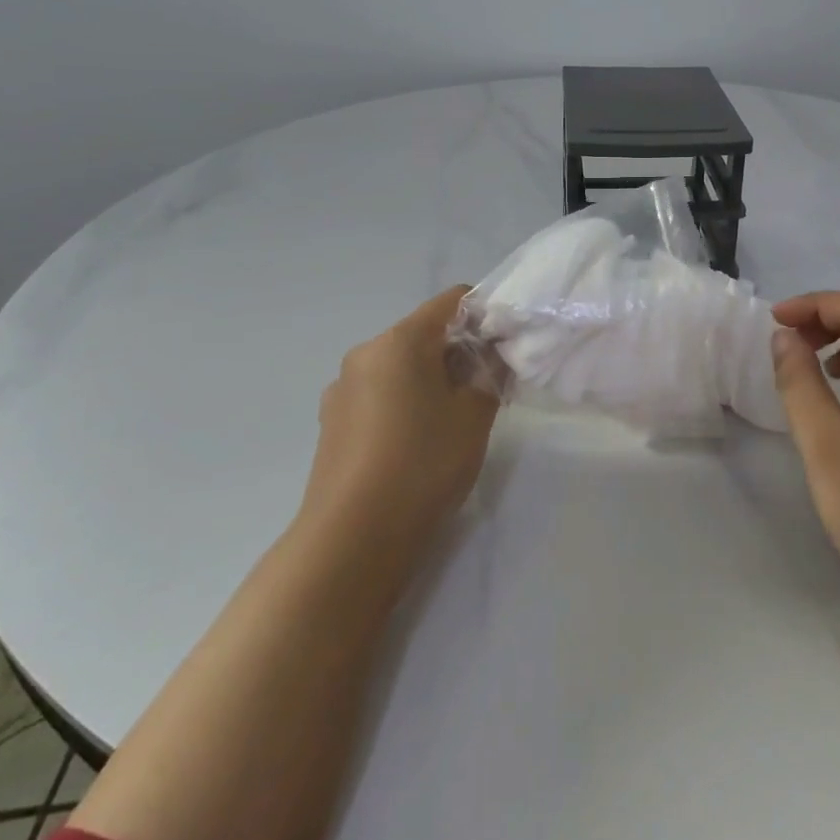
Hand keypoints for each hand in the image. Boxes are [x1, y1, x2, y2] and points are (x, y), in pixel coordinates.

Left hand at [300, 285, 499, 588]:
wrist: (353, 538)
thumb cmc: (423, 463)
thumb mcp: (475, 415)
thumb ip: (491, 373)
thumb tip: (494, 354)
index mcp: (399, 340)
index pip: (452, 301)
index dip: (486, 315)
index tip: (506, 347)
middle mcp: (365, 354)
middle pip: (424, 334)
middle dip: (459, 353)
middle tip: (487, 390)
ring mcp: (342, 390)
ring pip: (400, 367)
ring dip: (431, 380)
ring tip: (452, 423)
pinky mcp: (332, 423)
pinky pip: (379, 395)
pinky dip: (404, 403)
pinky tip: (417, 444)